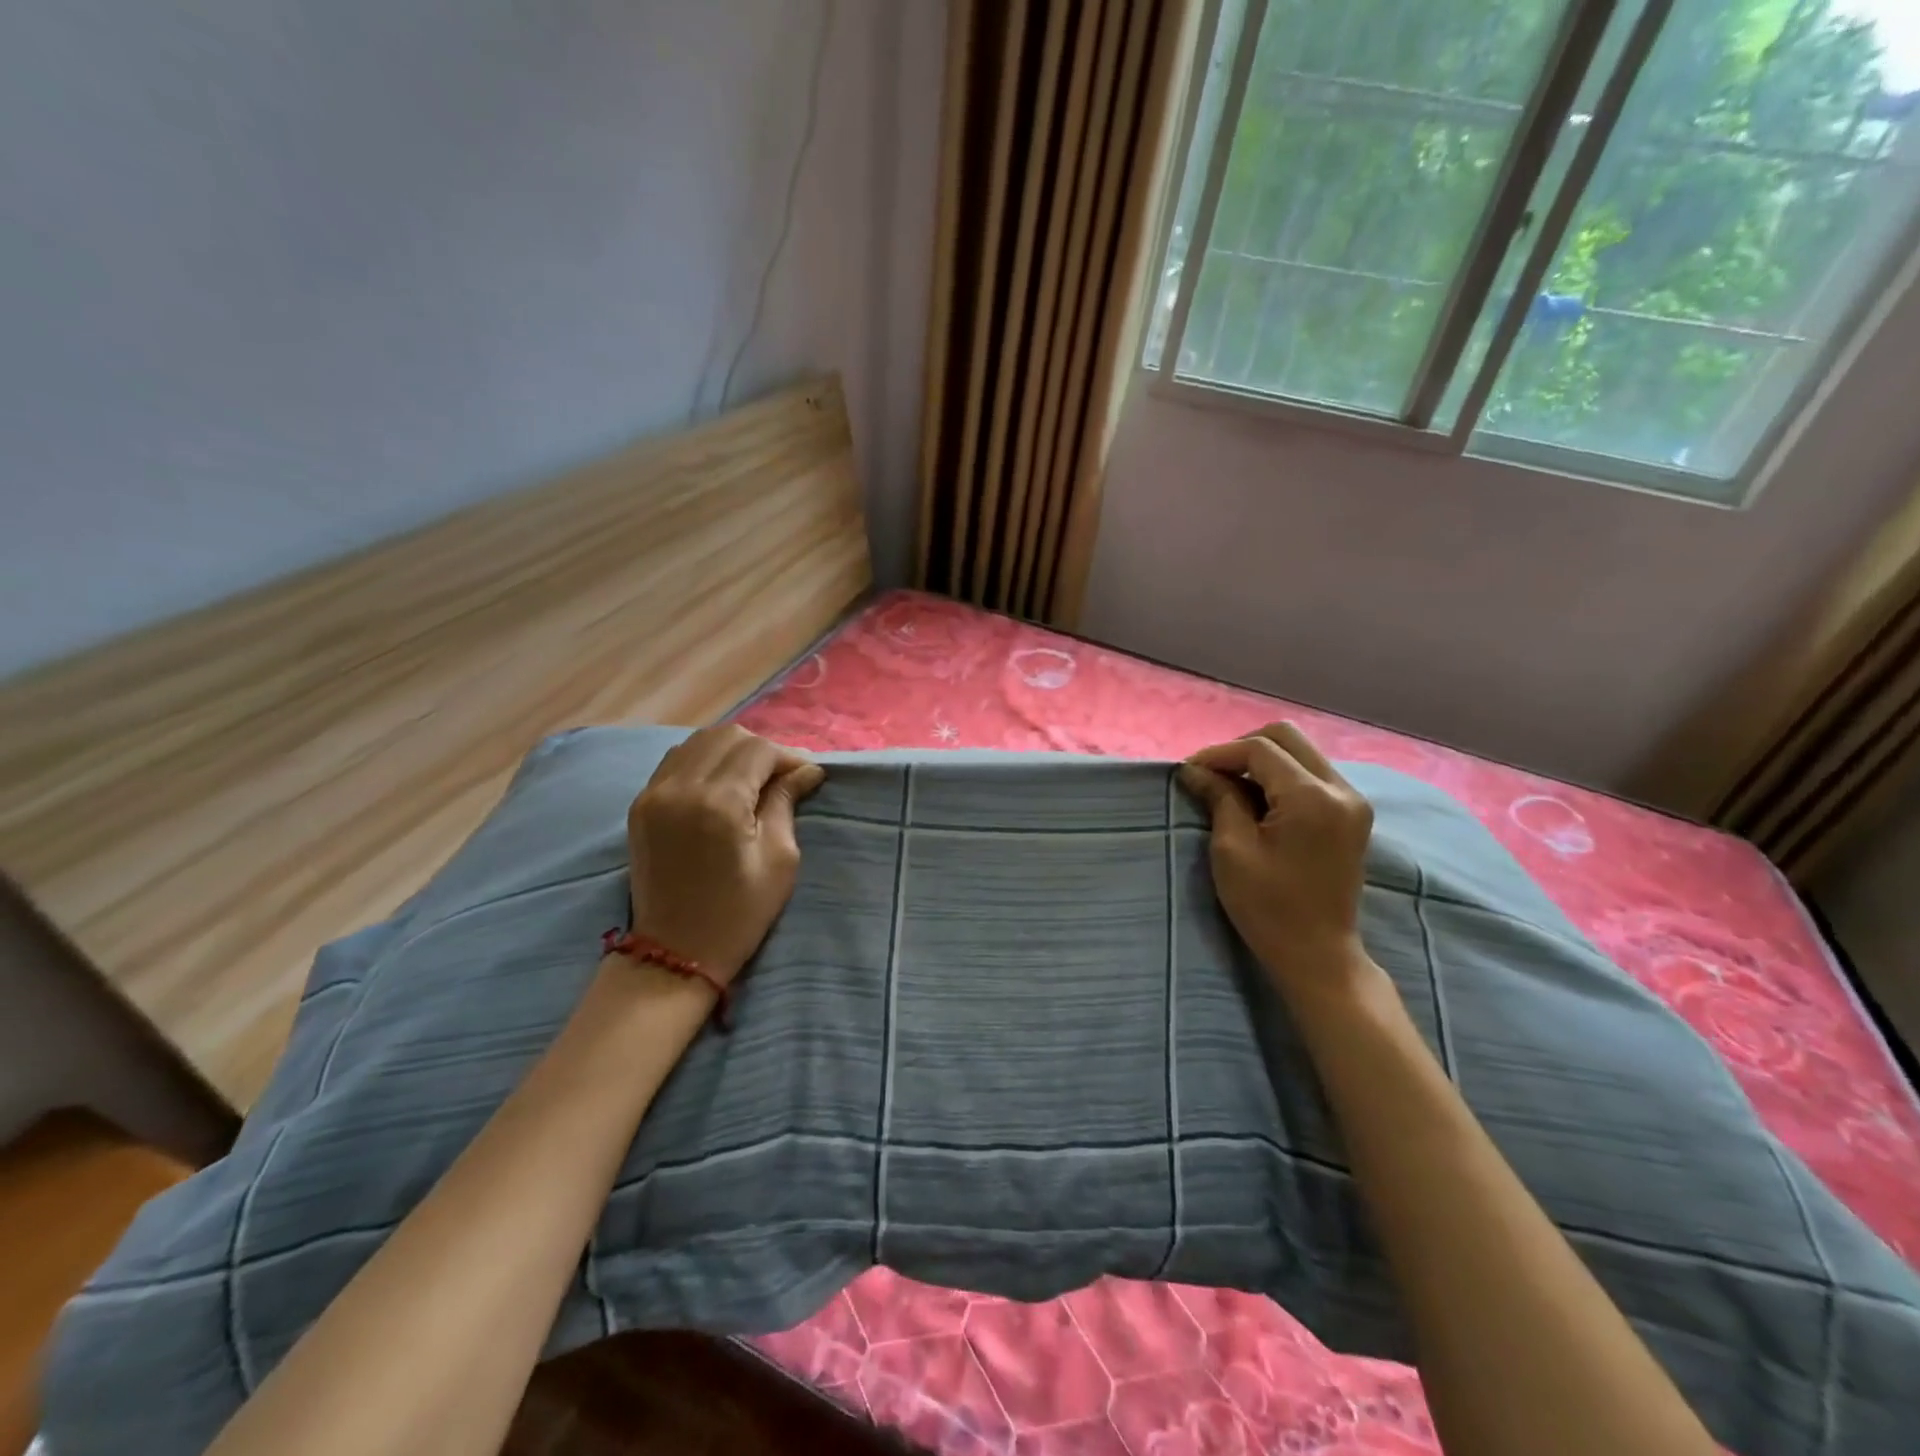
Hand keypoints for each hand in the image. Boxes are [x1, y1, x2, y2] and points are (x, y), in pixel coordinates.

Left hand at [626, 726, 825, 982]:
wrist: (674, 953)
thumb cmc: (738, 914)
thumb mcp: (779, 860)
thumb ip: (786, 803)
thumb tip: (806, 770)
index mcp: (719, 803)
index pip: (758, 750)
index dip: (788, 757)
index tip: (806, 777)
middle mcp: (680, 787)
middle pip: (727, 736)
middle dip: (761, 750)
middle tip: (781, 778)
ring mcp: (653, 793)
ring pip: (699, 741)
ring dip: (731, 751)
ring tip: (751, 780)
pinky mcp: (640, 805)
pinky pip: (675, 760)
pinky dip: (703, 761)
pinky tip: (720, 785)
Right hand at [1178, 722, 1378, 1006]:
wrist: (1318, 954)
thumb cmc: (1268, 907)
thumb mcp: (1233, 850)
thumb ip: (1219, 798)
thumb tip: (1195, 769)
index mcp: (1312, 797)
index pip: (1260, 750)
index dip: (1218, 754)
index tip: (1188, 773)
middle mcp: (1340, 789)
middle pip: (1286, 737)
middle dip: (1242, 749)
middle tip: (1211, 775)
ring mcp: (1351, 801)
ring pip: (1300, 752)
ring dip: (1261, 761)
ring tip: (1229, 787)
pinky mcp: (1351, 814)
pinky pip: (1311, 773)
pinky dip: (1280, 776)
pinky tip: (1257, 800)